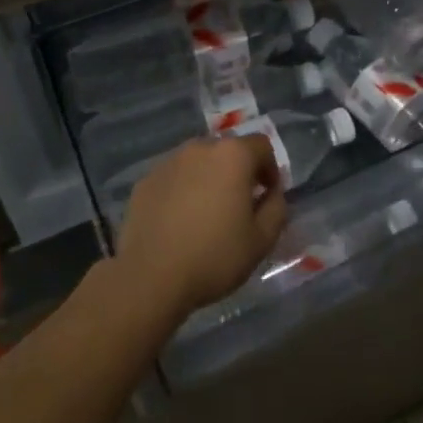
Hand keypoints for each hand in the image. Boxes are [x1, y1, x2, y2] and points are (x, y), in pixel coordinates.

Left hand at [116, 136, 287, 316]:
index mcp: (232, 156)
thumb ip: (276, 208)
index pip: (261, 145)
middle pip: (227, 151)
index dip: (270, 169)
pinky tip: (179, 221)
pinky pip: (173, 178)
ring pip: (198, 163)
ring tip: (207, 214)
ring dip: (208, 179)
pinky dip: (182, 190)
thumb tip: (272, 194)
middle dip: (238, 172)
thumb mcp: (262, 240)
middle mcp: (200, 148)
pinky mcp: (145, 181)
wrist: (151, 277)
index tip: (267, 195)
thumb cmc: (214, 256)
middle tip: (239, 206)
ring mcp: (168, 162)